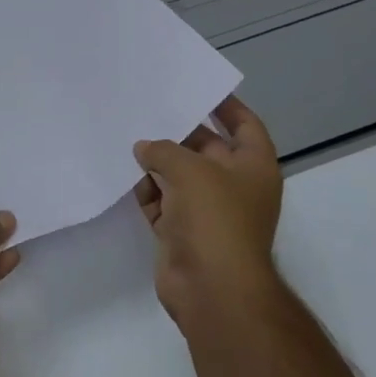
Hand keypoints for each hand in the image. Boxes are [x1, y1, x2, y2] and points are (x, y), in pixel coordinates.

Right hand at [133, 95, 284, 338]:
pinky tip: (121, 173)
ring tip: (124, 135)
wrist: (211, 288)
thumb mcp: (189, 170)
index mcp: (253, 166)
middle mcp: (233, 185)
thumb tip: (144, 148)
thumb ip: (163, 150)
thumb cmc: (214, 219)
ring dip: (155, 162)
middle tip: (145, 108)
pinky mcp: (181, 230)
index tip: (199, 88)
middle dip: (177, 132)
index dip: (227, 105)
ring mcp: (207, 210)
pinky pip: (161, 201)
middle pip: (205, 148)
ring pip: (178, 175)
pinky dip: (145, 190)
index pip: (245, 125)